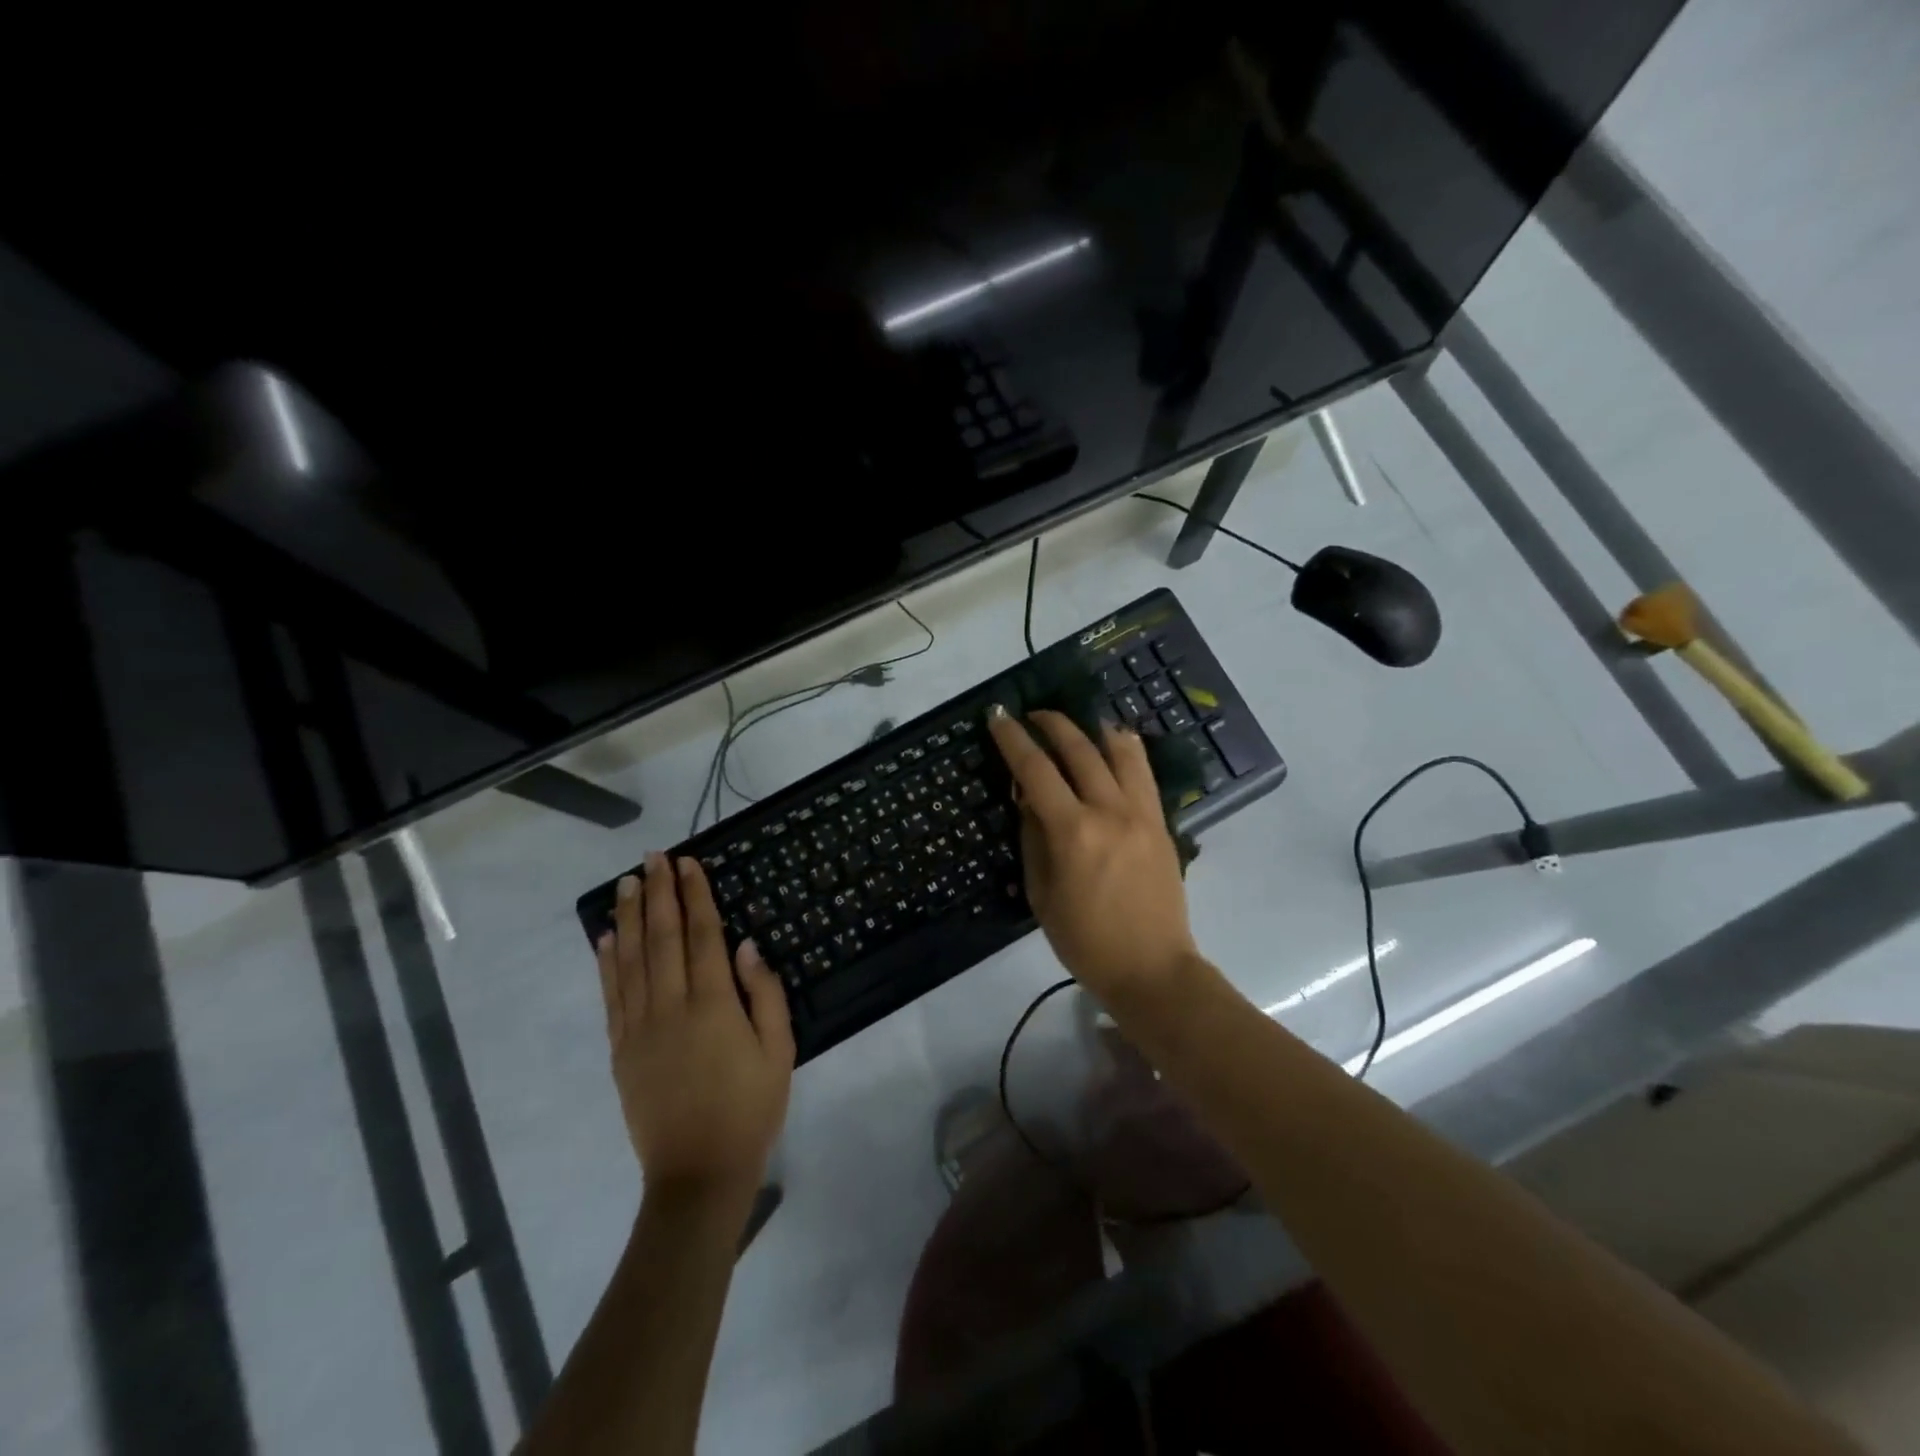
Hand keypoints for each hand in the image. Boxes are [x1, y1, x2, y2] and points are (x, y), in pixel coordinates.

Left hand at [596, 852, 793, 1209]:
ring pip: (631, 960)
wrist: (697, 1175)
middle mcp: (670, 1007)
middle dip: (658, 893)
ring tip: (626, 883)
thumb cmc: (750, 1109)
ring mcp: (639, 1028)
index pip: (702, 935)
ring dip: (629, 917)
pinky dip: (607, 962)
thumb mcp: (779, 1050)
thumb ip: (764, 994)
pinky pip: (611, 996)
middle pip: (662, 938)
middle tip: (652, 857)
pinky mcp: (621, 1050)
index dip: (695, 896)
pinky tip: (606, 938)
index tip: (688, 863)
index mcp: (713, 1004)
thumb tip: (747, 945)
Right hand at [986, 707, 1203, 1005]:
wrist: (1152, 968)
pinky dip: (1126, 749)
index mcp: (1073, 832)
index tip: (998, 716)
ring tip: (1078, 721)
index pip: (1036, 770)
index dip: (1013, 739)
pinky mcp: (1162, 822)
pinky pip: (1144, 773)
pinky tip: (1115, 742)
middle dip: (1052, 724)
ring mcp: (1141, 814)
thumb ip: (1034, 838)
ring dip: (1094, 728)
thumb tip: (1029, 798)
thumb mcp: (1042, 894)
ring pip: (1120, 751)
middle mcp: (1109, 811)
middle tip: (1033, 715)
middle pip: (1079, 749)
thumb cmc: (1085, 940)